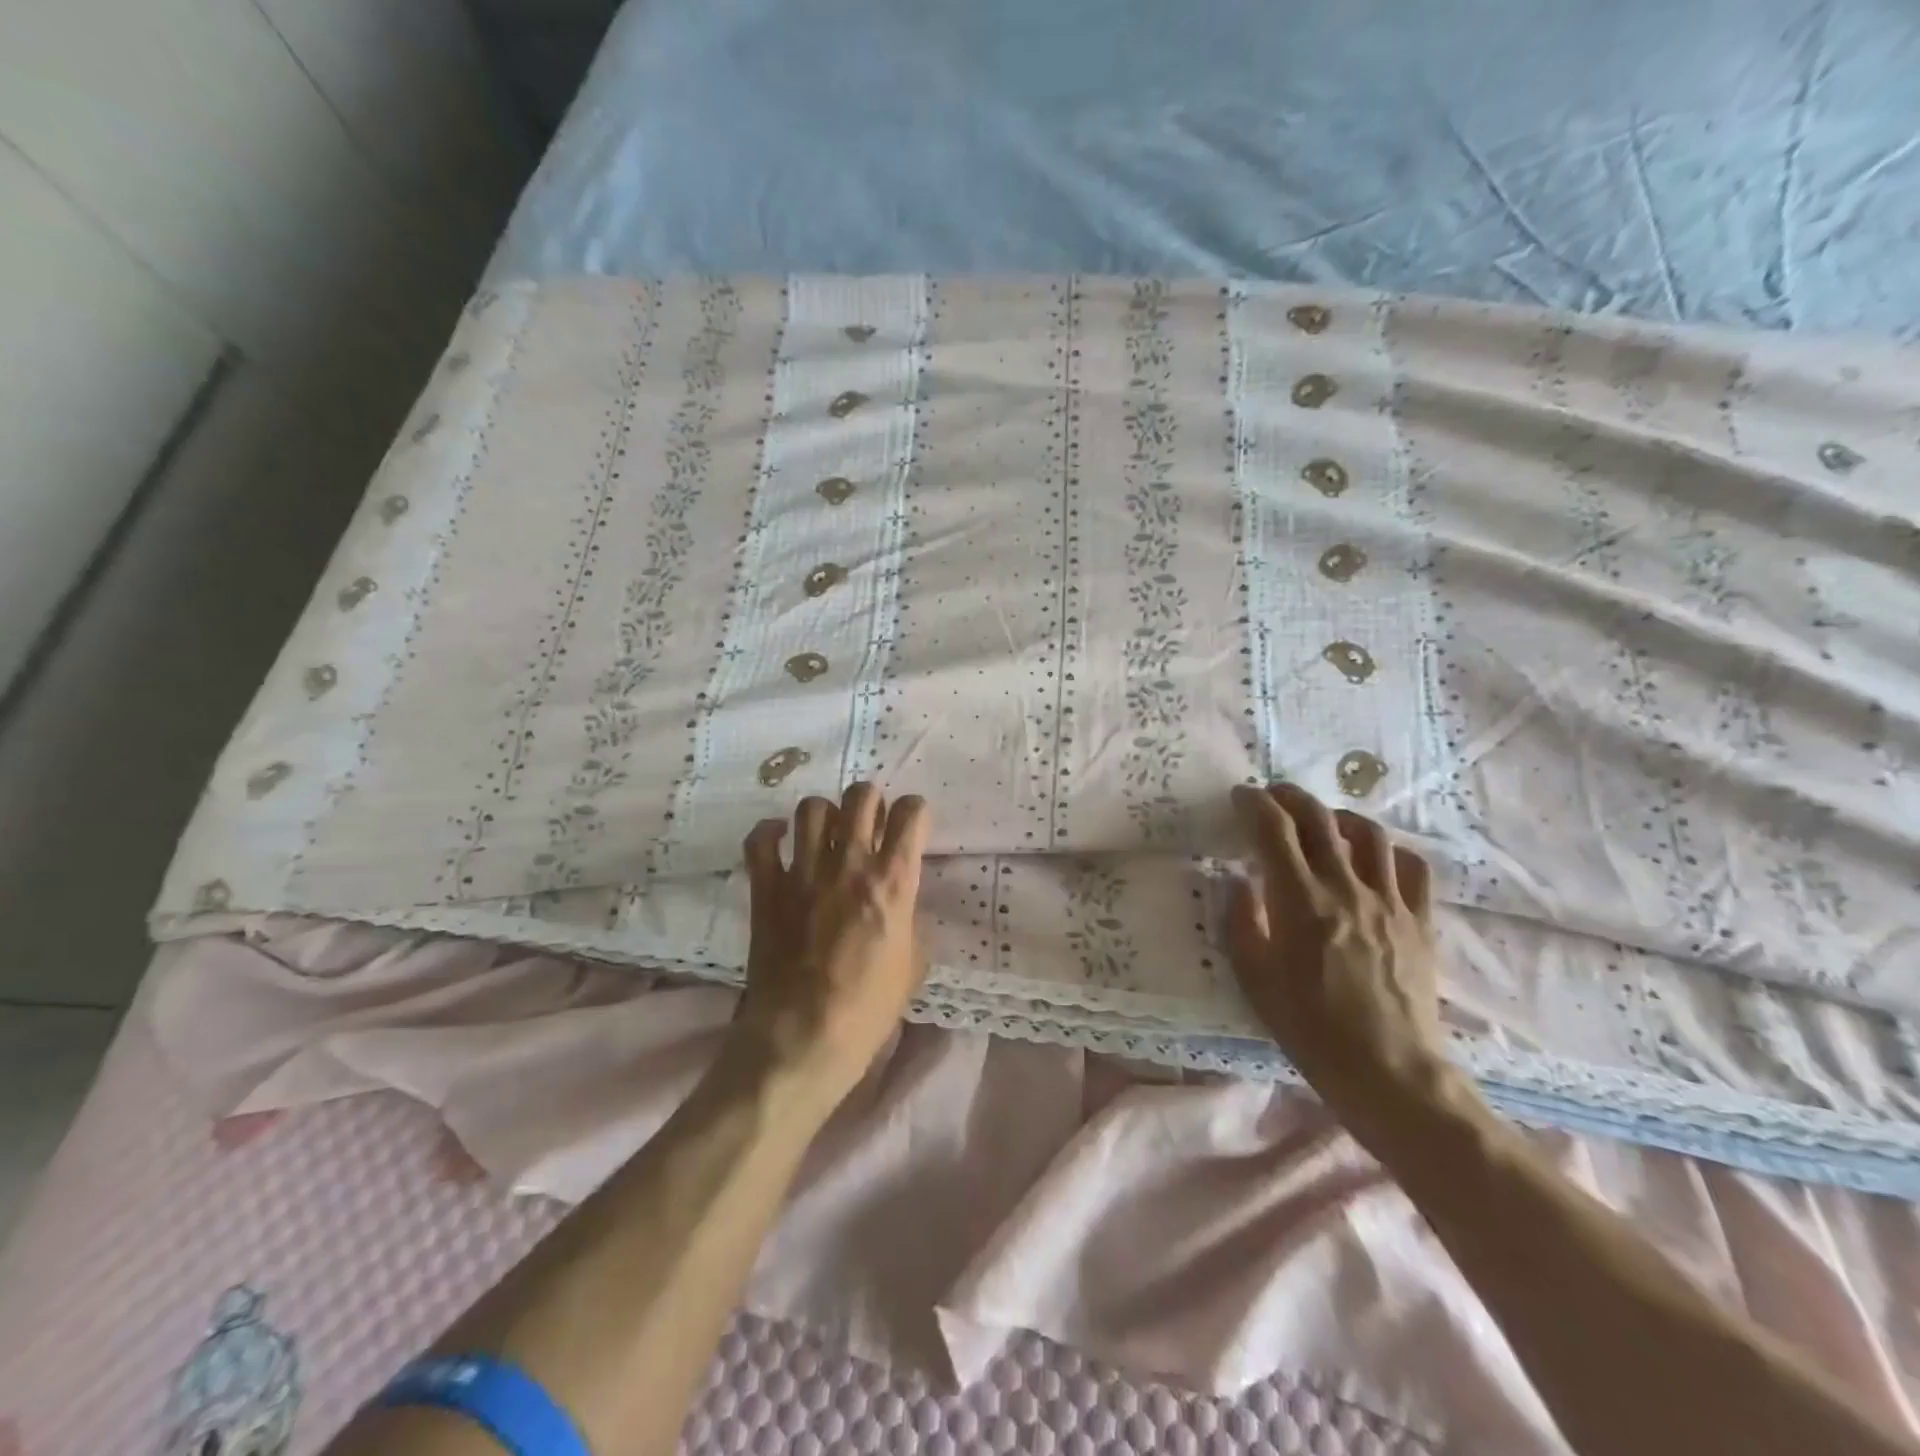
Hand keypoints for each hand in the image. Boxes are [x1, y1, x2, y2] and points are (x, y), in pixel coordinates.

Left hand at [726, 783, 931, 1110]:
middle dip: (871, 801)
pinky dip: (769, 833)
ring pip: (812, 808)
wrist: (804, 1036)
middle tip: (870, 824)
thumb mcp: (913, 963)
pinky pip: (760, 841)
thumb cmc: (869, 1008)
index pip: (911, 814)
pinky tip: (780, 839)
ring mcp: (803, 872)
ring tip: (827, 833)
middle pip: (861, 796)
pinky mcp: (766, 888)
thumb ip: (910, 919)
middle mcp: (849, 864)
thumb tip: (901, 902)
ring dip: (825, 814)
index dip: (915, 812)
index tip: (912, 825)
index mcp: (893, 881)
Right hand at [1225, 782, 1448, 1128]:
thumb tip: (1240, 883)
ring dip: (1339, 816)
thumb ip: (1242, 923)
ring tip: (1323, 820)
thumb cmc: (1311, 1029)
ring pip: (1370, 834)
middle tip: (1272, 795)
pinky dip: (1389, 850)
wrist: (1389, 1072)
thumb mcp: (1255, 980)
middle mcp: (1346, 890)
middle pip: (1319, 820)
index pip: (1274, 831)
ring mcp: (1390, 903)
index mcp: (1301, 902)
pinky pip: (1413, 868)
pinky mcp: (1420, 921)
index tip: (1240, 796)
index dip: (1254, 804)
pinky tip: (1375, 857)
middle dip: (1291, 797)